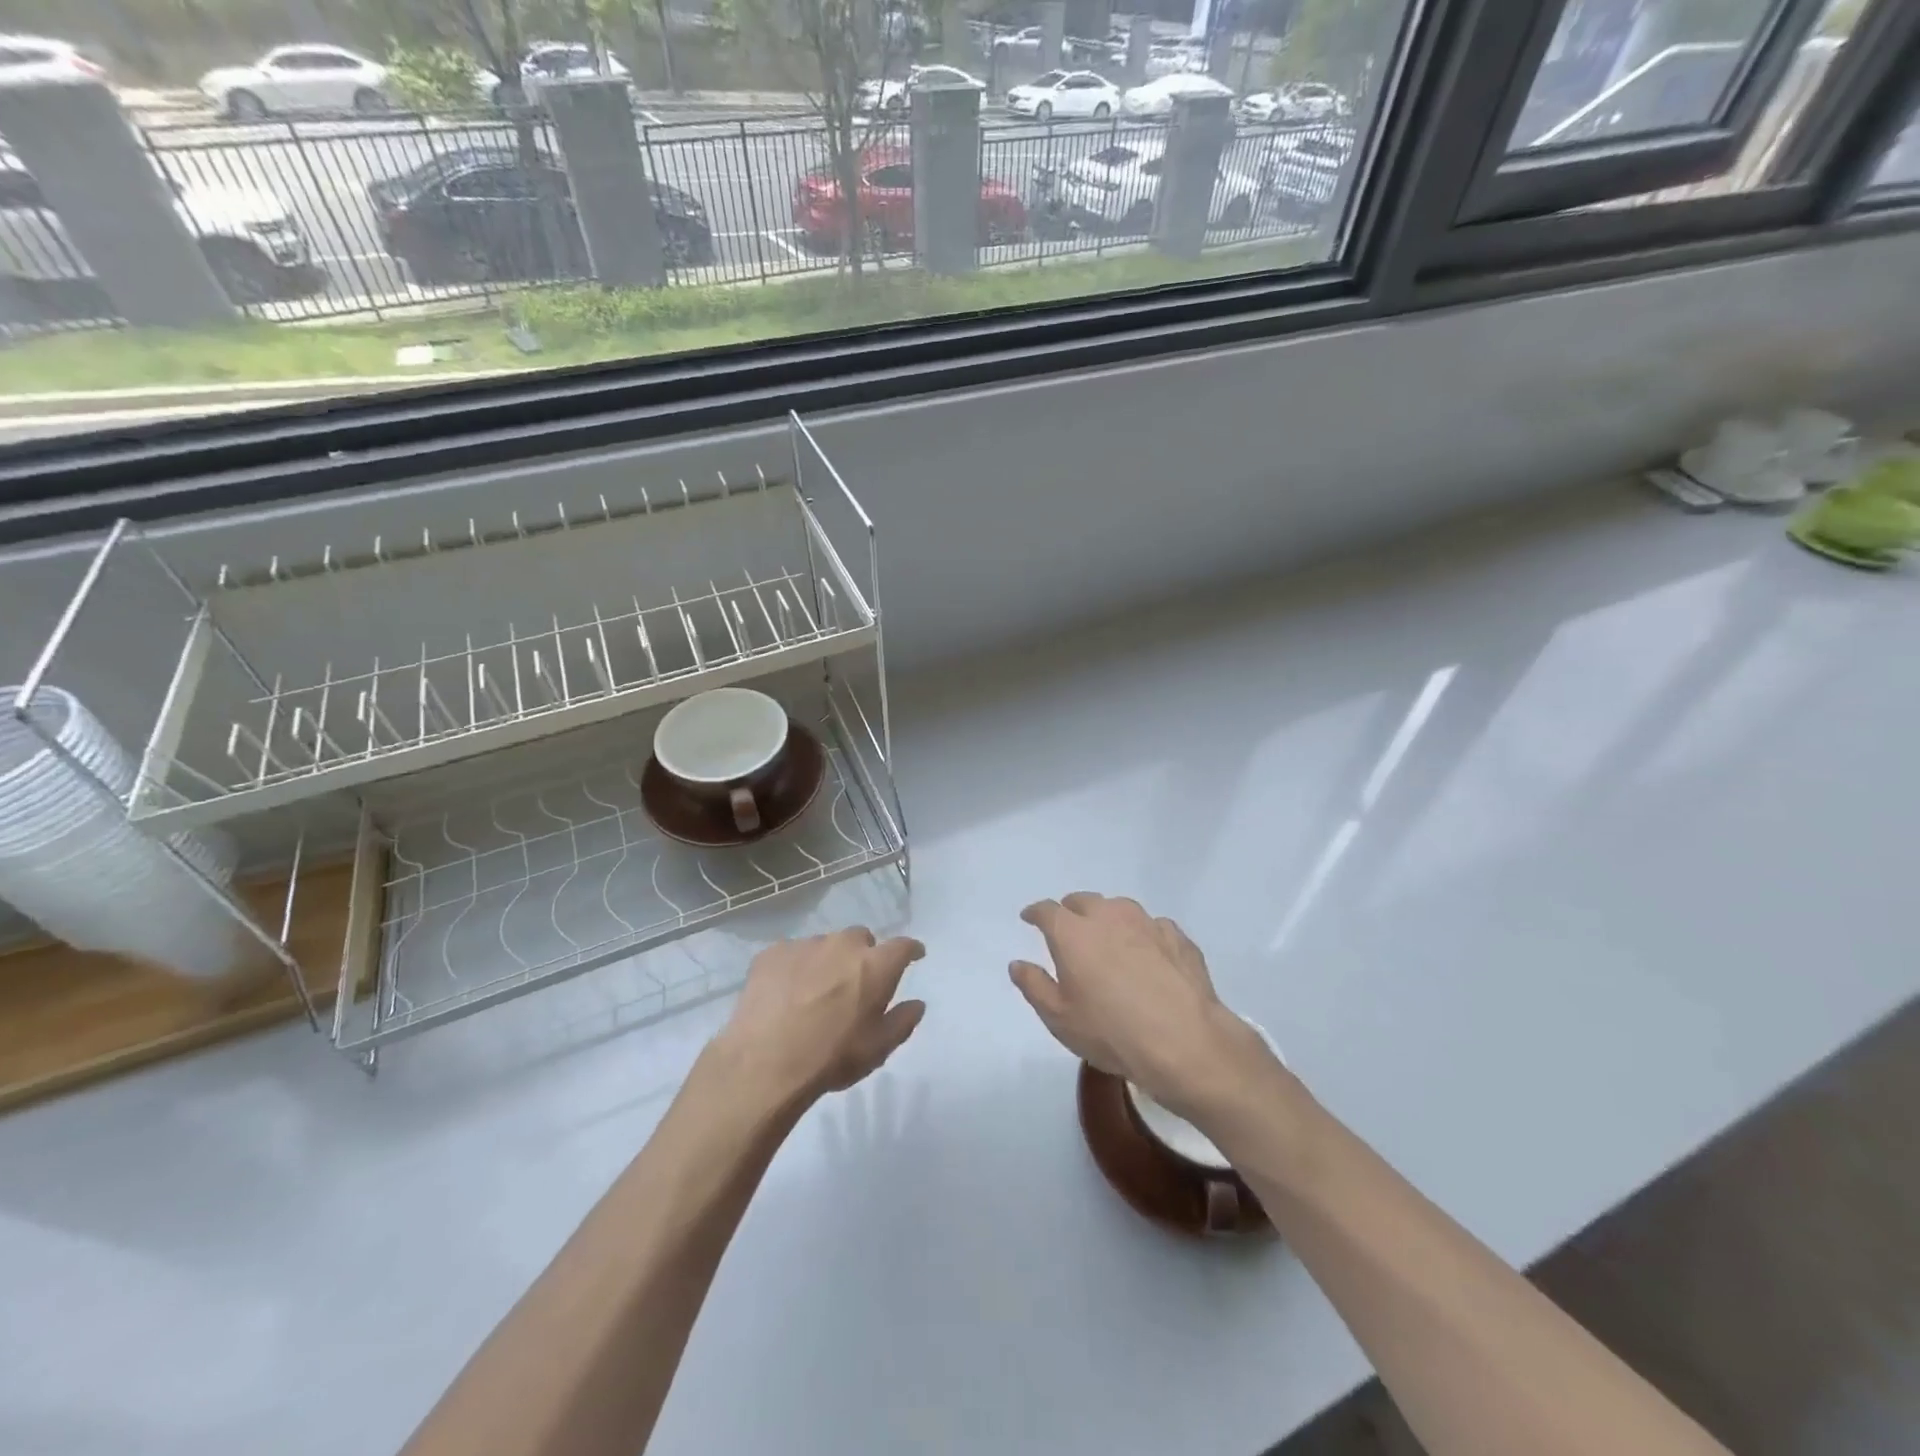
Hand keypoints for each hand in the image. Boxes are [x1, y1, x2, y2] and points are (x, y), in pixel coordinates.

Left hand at [717, 928, 926, 1106]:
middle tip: (854, 983)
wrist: (764, 1063)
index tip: (914, 956)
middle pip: (860, 939)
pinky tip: (785, 993)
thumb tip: (917, 1004)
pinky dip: (795, 967)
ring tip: (815, 991)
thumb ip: (903, 1021)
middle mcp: (843, 945)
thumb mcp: (878, 1049)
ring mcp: (805, 945)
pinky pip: (792, 953)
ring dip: (827, 961)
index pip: (903, 946)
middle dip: (863, 955)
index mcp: (875, 965)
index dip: (910, 951)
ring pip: (825, 944)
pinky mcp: (772, 953)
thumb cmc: (831, 1058)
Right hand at [1010, 893, 1267, 1121]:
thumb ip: (1034, 985)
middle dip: (1071, 912)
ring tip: (1110, 942)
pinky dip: (1143, 936)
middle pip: (1083, 901)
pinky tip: (1148, 958)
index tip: (1030, 919)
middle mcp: (1108, 916)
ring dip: (1108, 920)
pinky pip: (1152, 927)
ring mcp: (1147, 922)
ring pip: (1119, 909)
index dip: (1036, 913)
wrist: (1184, 1042)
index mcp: (1073, 932)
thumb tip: (1018, 964)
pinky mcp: (1178, 937)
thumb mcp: (1059, 1018)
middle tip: (1070, 932)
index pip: (1047, 910)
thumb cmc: (1111, 1031)